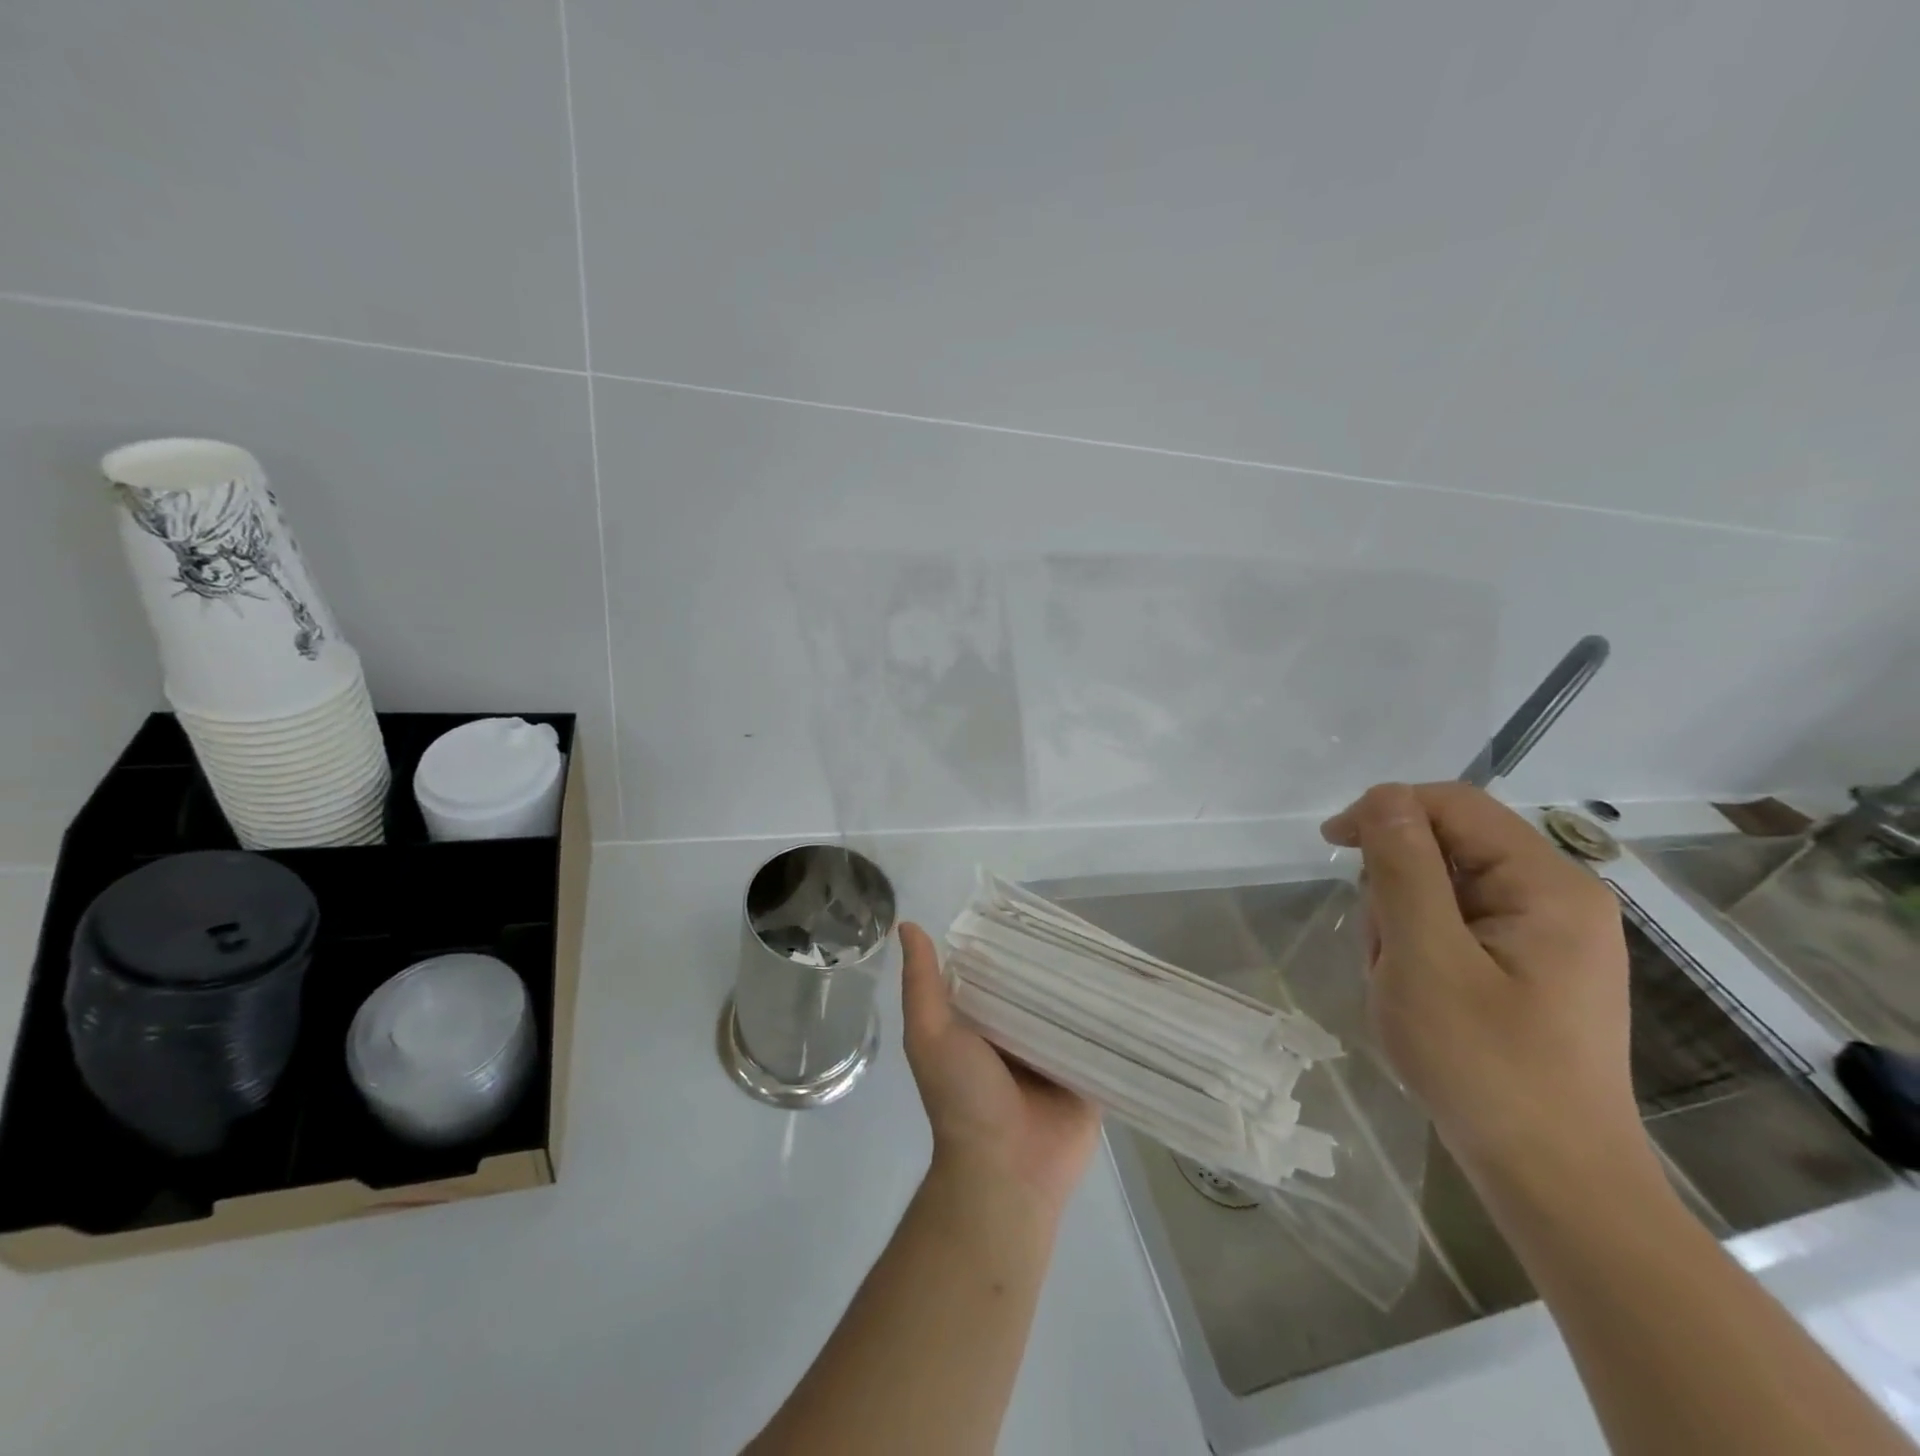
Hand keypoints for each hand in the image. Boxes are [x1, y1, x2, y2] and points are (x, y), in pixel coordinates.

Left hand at [900, 922, 1100, 1218]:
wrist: (1005, 1173)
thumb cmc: (963, 1098)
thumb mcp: (930, 1034)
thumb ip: (921, 983)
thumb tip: (906, 925)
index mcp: (982, 1021)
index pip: (998, 970)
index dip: (1009, 941)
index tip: (1031, 909)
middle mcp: (1019, 1033)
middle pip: (1039, 987)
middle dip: (1055, 960)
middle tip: (1081, 922)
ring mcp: (1055, 1054)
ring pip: (1073, 1008)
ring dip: (1087, 985)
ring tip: (1112, 942)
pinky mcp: (1088, 1074)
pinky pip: (1103, 1039)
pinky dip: (1113, 1017)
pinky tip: (1135, 984)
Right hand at [1321, 783, 1642, 1184]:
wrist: (1553, 1180)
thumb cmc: (1485, 1065)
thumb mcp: (1425, 957)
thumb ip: (1403, 868)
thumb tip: (1384, 798)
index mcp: (1548, 885)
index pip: (1454, 805)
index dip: (1386, 812)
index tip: (1331, 847)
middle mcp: (1558, 898)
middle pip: (1447, 848)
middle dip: (1395, 887)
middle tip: (1384, 951)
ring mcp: (1548, 936)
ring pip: (1444, 890)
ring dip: (1403, 924)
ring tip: (1401, 984)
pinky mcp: (1531, 967)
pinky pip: (1457, 927)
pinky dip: (1421, 950)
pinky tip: (1420, 997)